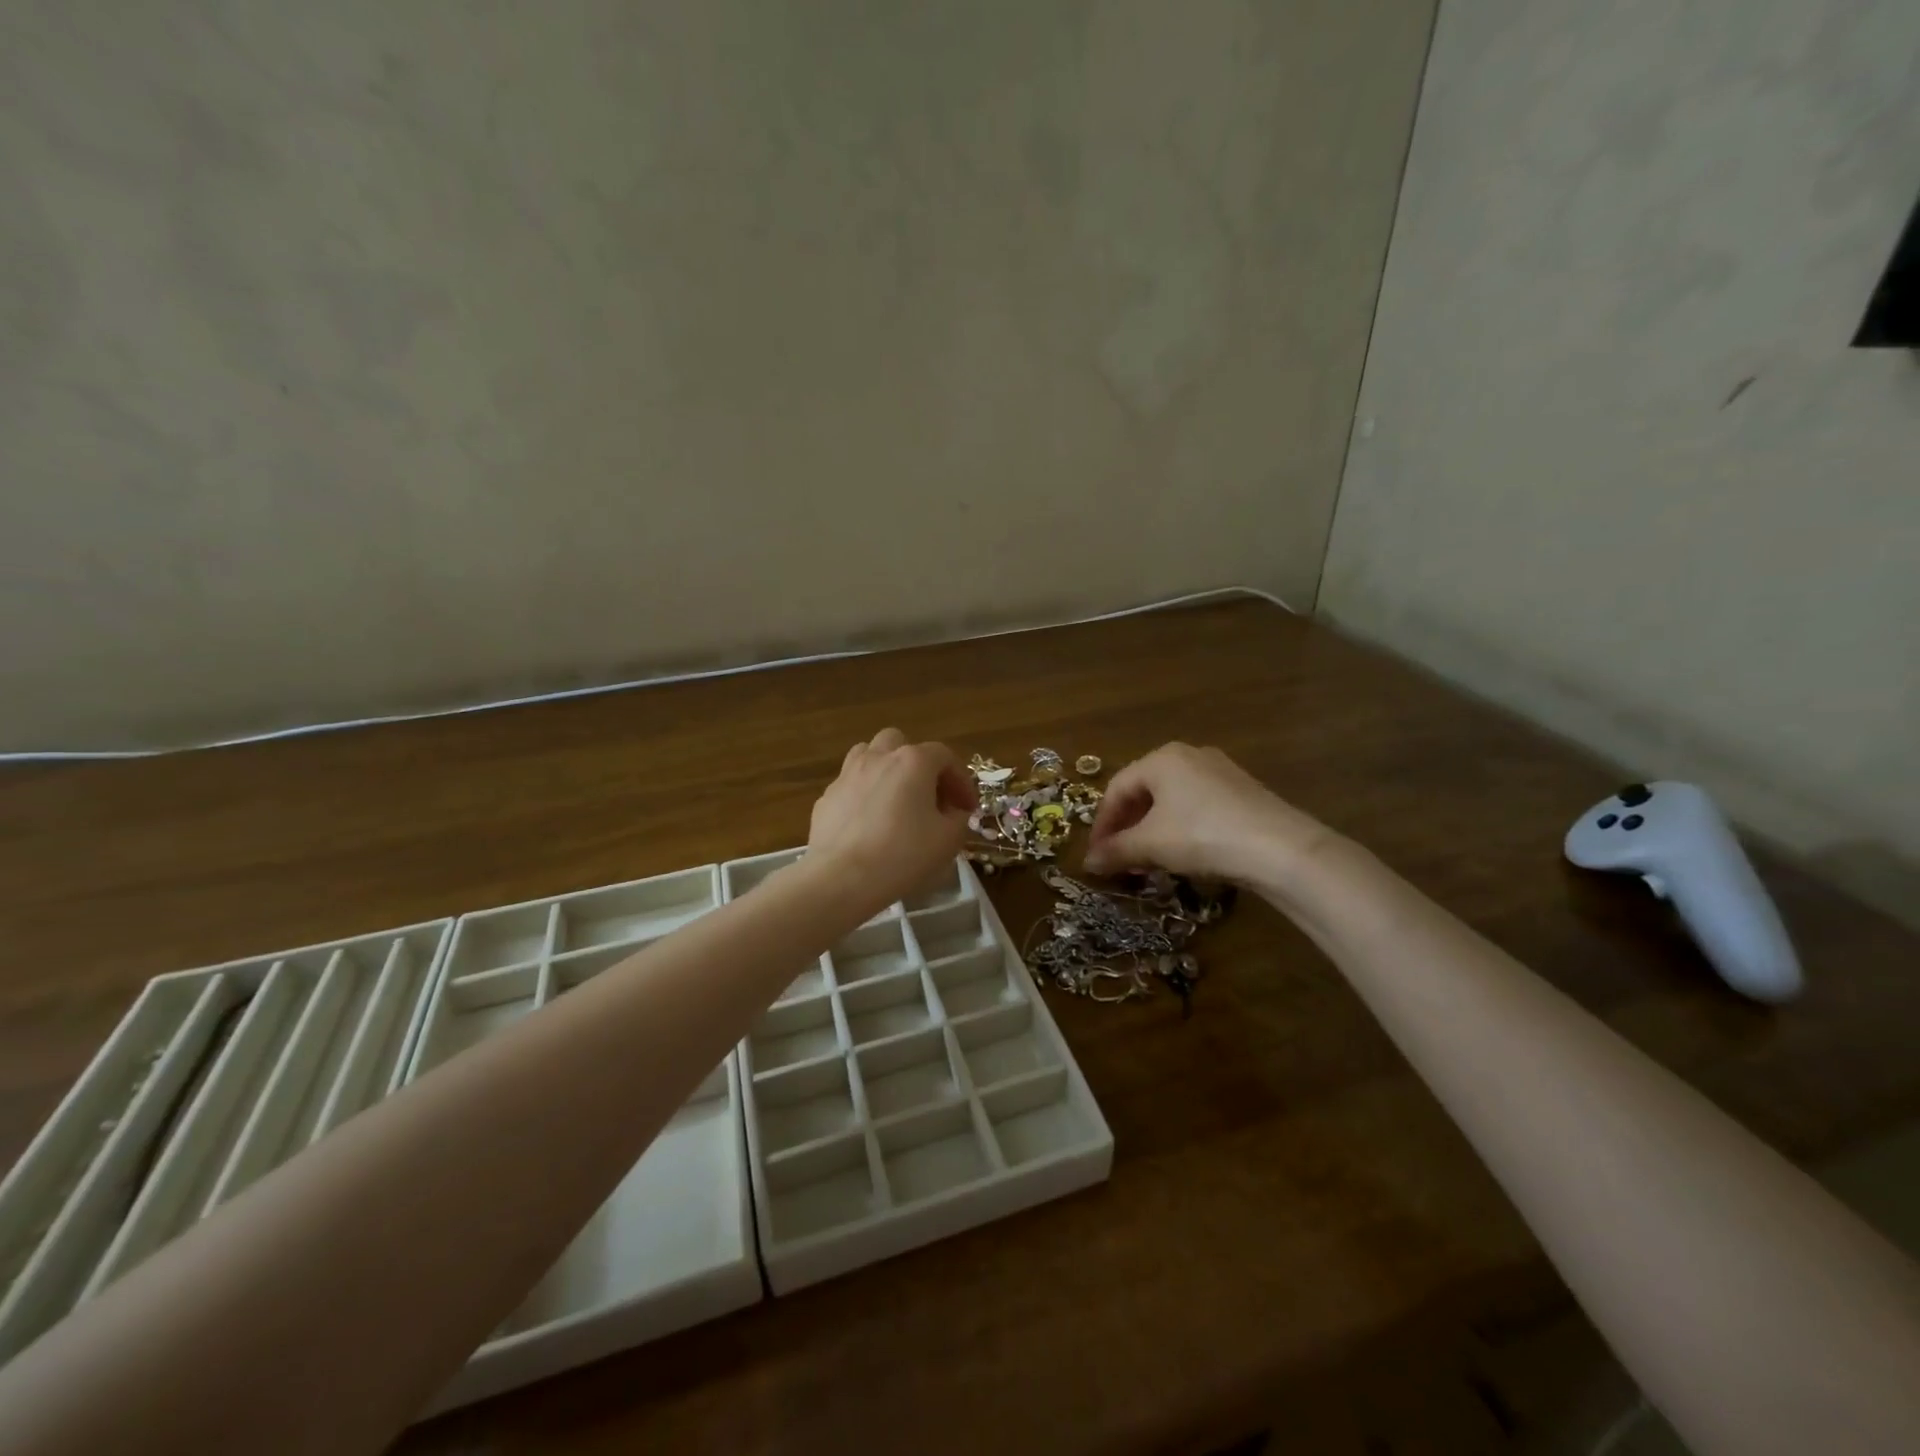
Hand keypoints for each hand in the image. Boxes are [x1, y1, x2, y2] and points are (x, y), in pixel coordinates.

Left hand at [807, 729, 976, 913]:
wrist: (840, 878)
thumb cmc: (902, 855)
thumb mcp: (948, 840)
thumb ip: (959, 818)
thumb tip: (954, 812)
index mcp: (913, 762)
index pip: (945, 757)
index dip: (961, 780)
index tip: (967, 808)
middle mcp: (878, 758)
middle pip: (901, 744)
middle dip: (918, 764)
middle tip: (928, 796)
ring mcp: (847, 775)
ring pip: (869, 755)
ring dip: (886, 770)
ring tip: (895, 800)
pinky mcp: (826, 798)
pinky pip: (851, 786)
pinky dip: (864, 796)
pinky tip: (868, 825)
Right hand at [1083, 743, 1330, 883]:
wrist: (1280, 848)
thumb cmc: (1202, 835)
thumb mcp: (1151, 845)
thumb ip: (1116, 851)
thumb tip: (1088, 863)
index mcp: (1161, 758)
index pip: (1116, 789)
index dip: (1101, 824)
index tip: (1096, 855)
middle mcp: (1189, 755)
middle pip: (1144, 791)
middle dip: (1127, 827)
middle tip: (1119, 858)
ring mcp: (1219, 771)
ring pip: (1171, 800)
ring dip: (1151, 830)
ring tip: (1147, 860)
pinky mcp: (1242, 791)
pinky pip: (1196, 806)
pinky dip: (1179, 827)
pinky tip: (1182, 853)